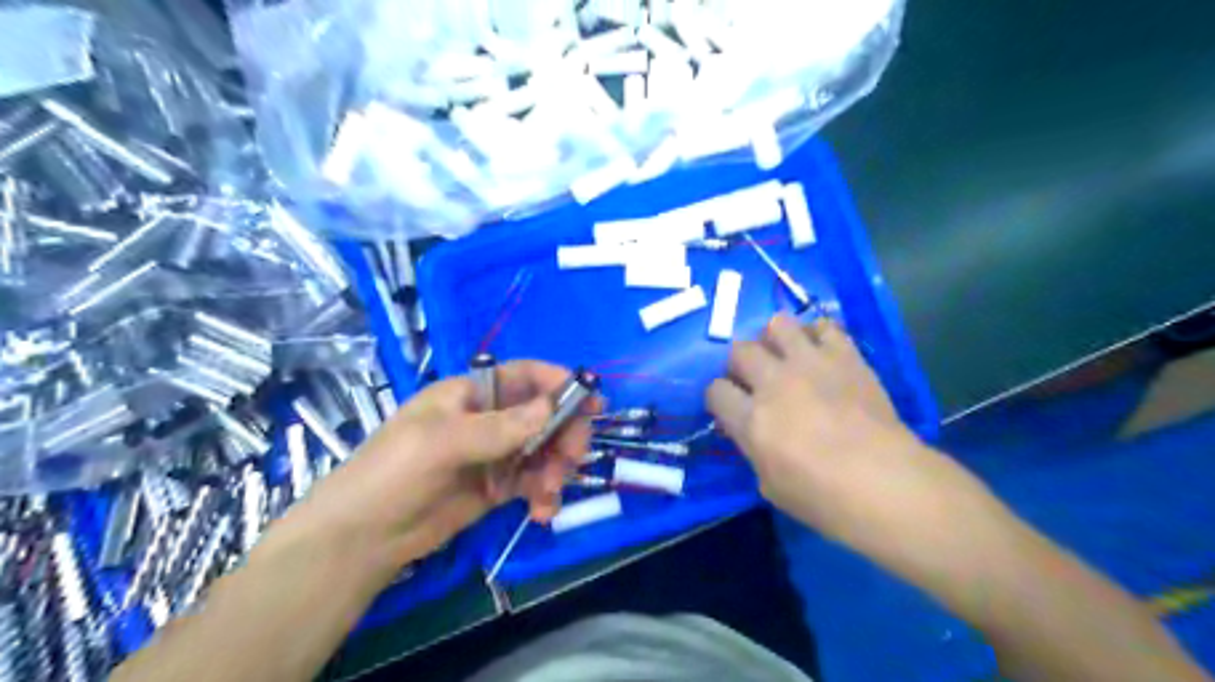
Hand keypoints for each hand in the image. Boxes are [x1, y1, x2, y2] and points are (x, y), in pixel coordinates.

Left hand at [286, 363, 587, 574]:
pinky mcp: (496, 487)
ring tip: (548, 494)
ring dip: (556, 469)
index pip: (524, 376)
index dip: (558, 383)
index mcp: (471, 393)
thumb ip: (501, 427)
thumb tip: (552, 406)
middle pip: (543, 413)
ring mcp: (494, 454)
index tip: (591, 400)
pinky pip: (534, 482)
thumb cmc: (393, 473)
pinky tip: (542, 513)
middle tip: (573, 458)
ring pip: (544, 450)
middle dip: (564, 433)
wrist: (361, 539)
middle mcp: (487, 419)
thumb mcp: (443, 442)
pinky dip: (544, 494)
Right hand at [708, 315, 965, 549]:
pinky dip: (817, 335)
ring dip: (775, 339)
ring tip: (785, 355)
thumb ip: (755, 449)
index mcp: (752, 419)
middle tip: (755, 378)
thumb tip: (756, 432)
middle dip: (740, 363)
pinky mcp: (845, 357)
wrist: (886, 483)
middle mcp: (774, 382)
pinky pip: (824, 327)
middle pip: (740, 350)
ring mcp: (810, 364)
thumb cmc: (824, 498)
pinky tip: (821, 353)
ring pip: (777, 325)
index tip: (729, 406)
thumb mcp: (770, 485)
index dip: (719, 397)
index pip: (716, 390)